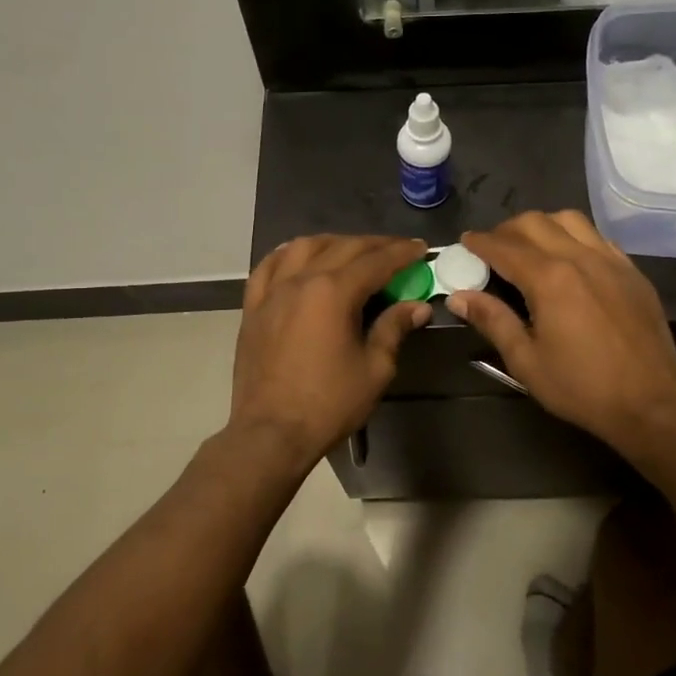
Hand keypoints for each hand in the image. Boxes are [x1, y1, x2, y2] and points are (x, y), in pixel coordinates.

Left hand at [229, 235, 429, 467]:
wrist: (271, 433)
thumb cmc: (329, 404)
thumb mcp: (374, 368)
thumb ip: (393, 328)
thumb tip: (417, 306)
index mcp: (334, 292)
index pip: (376, 261)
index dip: (402, 253)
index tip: (421, 248)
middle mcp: (301, 280)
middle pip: (343, 248)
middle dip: (375, 245)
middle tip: (397, 250)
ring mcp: (272, 291)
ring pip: (304, 247)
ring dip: (333, 243)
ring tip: (351, 251)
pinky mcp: (253, 307)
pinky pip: (269, 266)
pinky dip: (289, 254)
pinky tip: (299, 257)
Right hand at [449, 212, 675, 458]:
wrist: (651, 403)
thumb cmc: (582, 387)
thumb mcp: (526, 361)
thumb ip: (493, 321)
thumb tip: (458, 297)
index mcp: (550, 279)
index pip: (505, 247)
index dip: (480, 242)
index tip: (465, 242)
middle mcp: (580, 258)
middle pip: (535, 223)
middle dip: (507, 229)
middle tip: (493, 248)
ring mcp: (612, 261)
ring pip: (570, 220)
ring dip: (542, 225)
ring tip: (530, 247)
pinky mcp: (633, 272)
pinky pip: (598, 237)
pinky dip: (574, 237)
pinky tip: (569, 259)